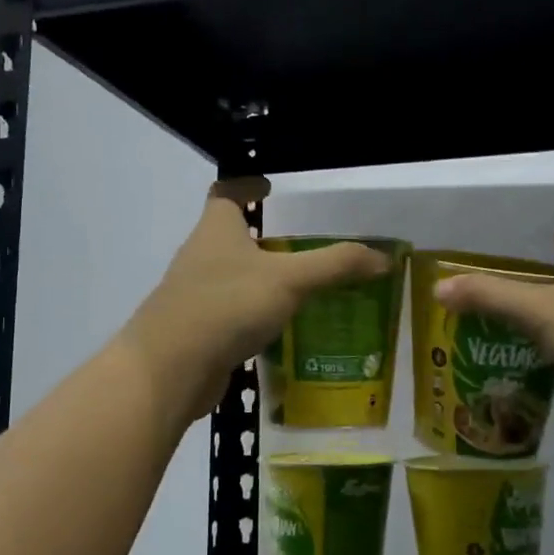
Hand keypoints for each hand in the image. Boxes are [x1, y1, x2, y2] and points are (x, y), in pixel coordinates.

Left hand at [121, 179, 390, 426]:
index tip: (268, 187)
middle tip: (301, 247)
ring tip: (301, 290)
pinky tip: (281, 332)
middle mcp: (200, 256)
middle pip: (230, 236)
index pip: (226, 192)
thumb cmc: (227, 305)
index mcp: (216, 229)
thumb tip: (383, 258)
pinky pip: (230, 315)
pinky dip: (253, 317)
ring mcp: (194, 295)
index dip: (246, 185)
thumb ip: (336, 266)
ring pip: (232, 279)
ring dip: (260, 281)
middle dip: (262, 238)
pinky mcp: (196, 331)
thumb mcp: (290, 279)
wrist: (170, 369)